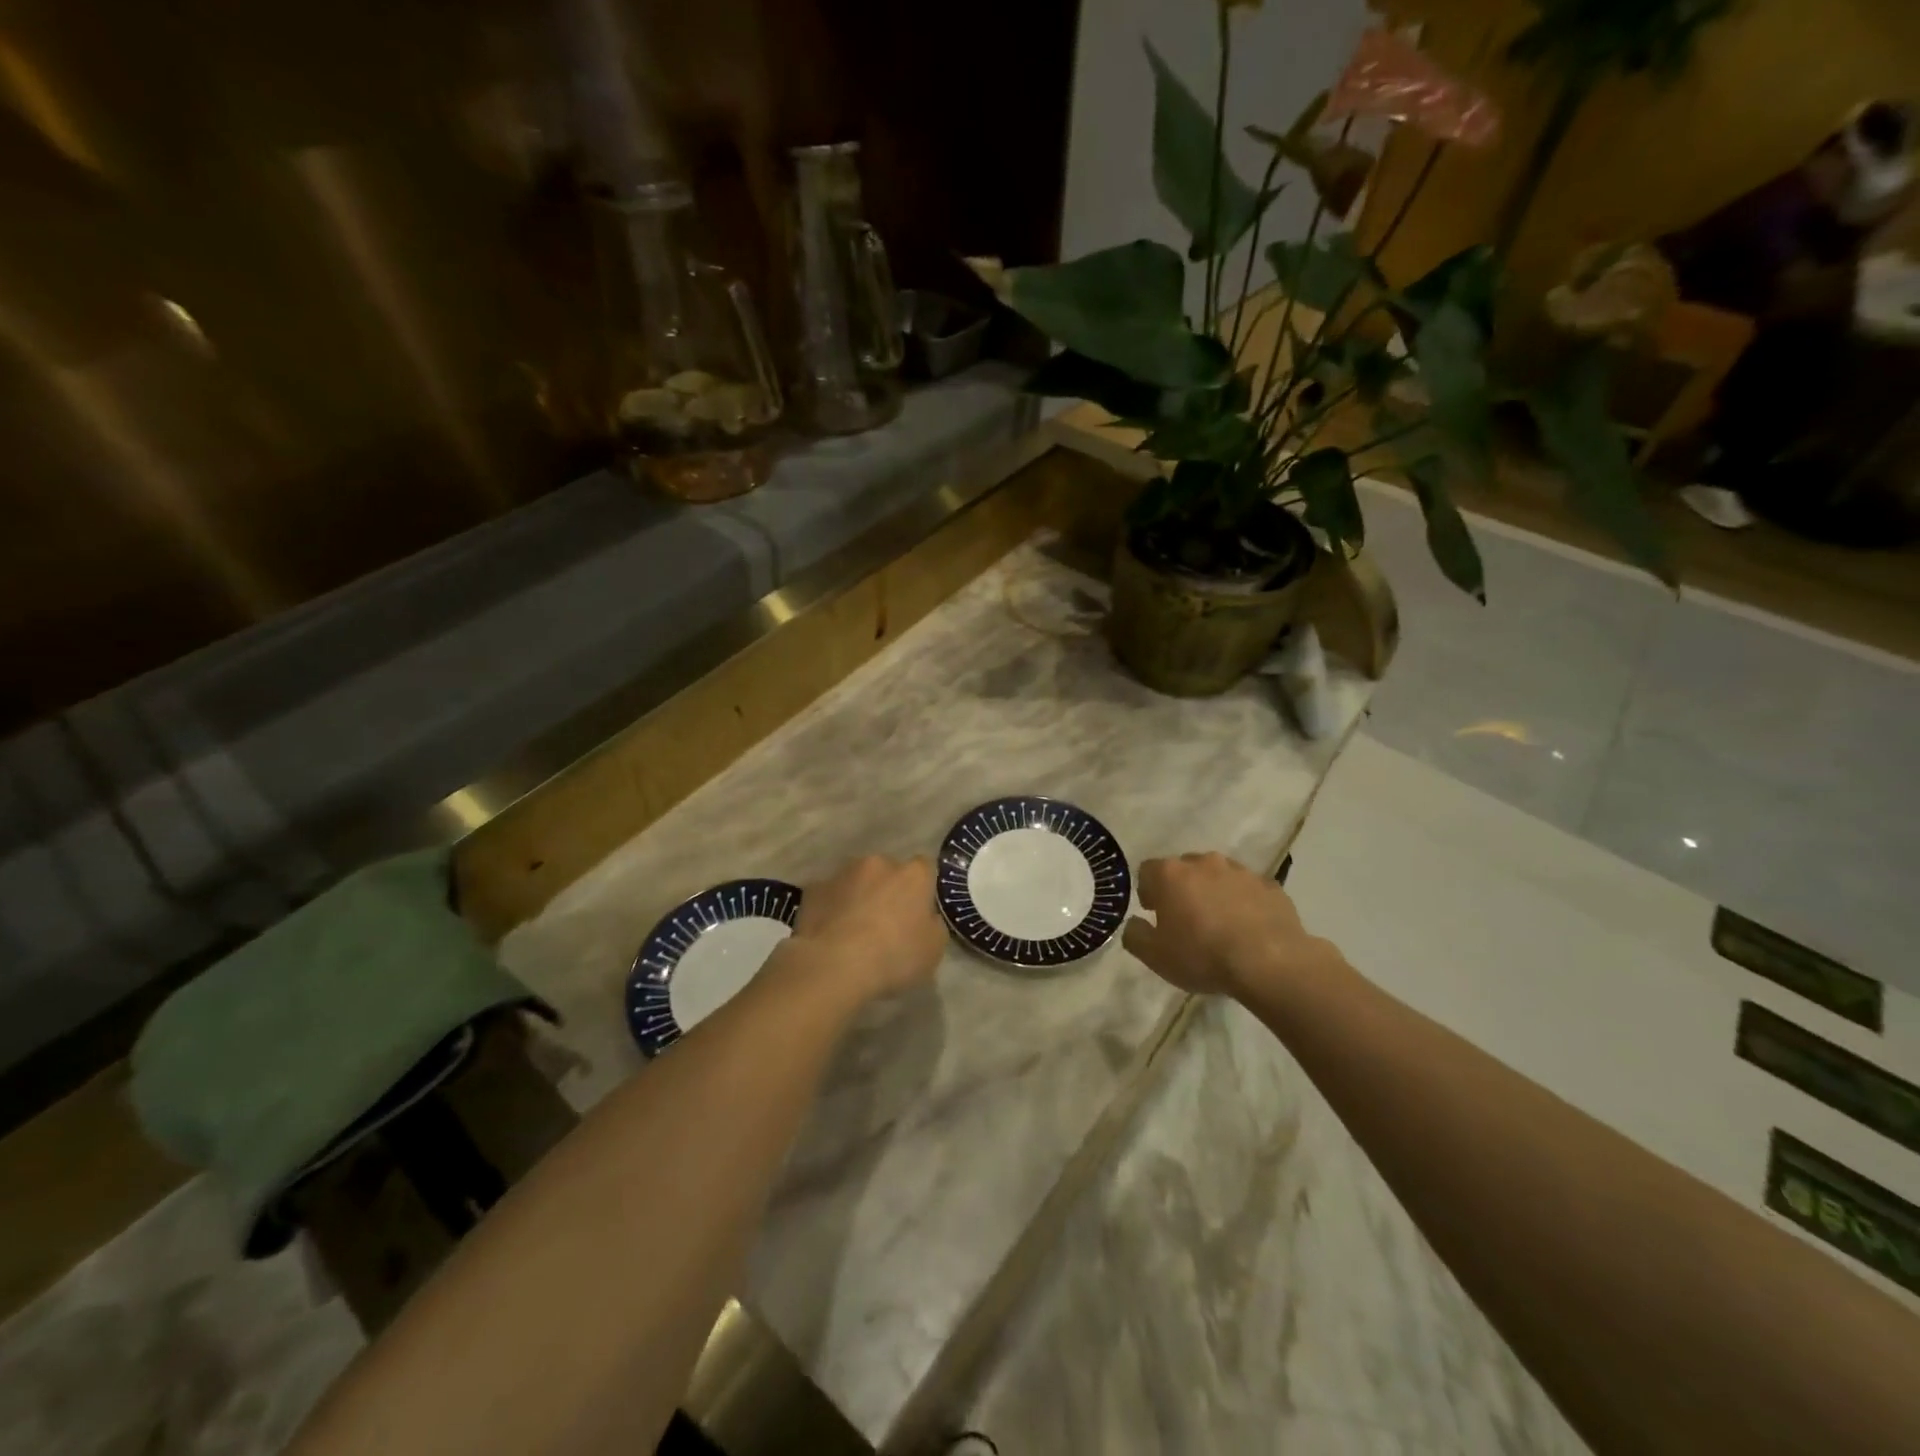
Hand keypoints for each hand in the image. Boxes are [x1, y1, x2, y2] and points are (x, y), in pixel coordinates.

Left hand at [785, 856, 946, 1003]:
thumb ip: (933, 925)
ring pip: (856, 880)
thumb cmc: (893, 956)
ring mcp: (843, 873)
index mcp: (913, 875)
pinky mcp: (814, 888)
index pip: (926, 868)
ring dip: (859, 896)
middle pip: (888, 872)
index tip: (918, 912)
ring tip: (853, 930)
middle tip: (885, 923)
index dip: (923, 889)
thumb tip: (926, 917)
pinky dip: (832, 907)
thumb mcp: (933, 950)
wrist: (833, 964)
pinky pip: (829, 895)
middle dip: (888, 890)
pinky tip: (829, 933)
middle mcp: (879, 863)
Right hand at [1122, 852, 1333, 997]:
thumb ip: (1135, 935)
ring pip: (1218, 876)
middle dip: (1181, 888)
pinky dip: (1243, 903)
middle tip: (1185, 919)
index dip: (1147, 890)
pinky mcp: (1270, 886)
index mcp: (1171, 874)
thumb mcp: (1154, 956)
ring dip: (1214, 893)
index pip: (1147, 870)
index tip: (1154, 913)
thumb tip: (1134, 923)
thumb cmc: (1202, 955)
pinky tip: (1248, 928)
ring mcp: (1240, 871)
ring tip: (1219, 924)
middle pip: (1184, 869)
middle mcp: (1204, 863)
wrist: (1269, 963)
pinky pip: (1248, 890)